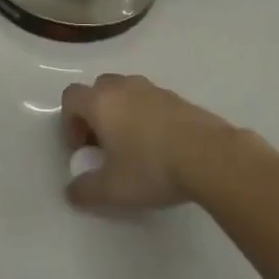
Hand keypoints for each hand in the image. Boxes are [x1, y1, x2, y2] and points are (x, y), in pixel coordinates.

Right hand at [60, 73, 233, 208]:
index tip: (81, 149)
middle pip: (98, 90)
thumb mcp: (113, 189)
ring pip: (126, 92)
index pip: (71, 97)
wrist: (209, 156)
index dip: (69, 122)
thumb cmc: (151, 167)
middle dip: (95, 114)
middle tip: (104, 145)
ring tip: (133, 146)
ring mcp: (153, 89)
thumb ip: (86, 190)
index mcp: (101, 102)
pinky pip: (151, 100)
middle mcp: (123, 87)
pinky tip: (160, 145)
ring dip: (121, 113)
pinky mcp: (177, 98)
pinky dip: (146, 116)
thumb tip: (71, 191)